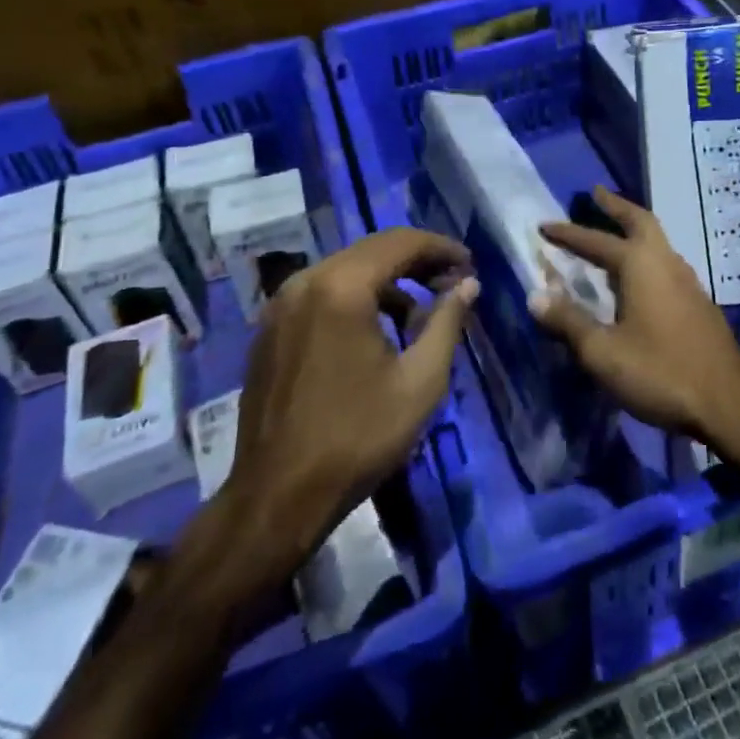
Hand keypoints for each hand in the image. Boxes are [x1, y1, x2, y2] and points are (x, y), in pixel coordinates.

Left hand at [229, 229, 477, 553]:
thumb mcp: (420, 381)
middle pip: (372, 251)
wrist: (278, 496)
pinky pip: (322, 294)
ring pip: (346, 271)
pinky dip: (356, 298)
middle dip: (417, 262)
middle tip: (452, 283)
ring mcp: (281, 305)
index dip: (441, 248)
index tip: (470, 265)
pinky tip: (376, 332)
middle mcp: (305, 282)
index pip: (401, 242)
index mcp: (342, 287)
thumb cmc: (358, 437)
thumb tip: (468, 284)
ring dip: (387, 282)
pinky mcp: (269, 329)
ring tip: (419, 316)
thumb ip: (447, 322)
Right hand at [532, 187, 739, 462]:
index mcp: (641, 266)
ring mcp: (688, 282)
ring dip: (634, 231)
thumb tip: (535, 295)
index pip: (596, 240)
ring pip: (658, 242)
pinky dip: (646, 257)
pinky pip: (666, 265)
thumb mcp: (603, 352)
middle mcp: (667, 263)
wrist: (728, 404)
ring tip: (613, 235)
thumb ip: (568, 321)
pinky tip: (638, 280)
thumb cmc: (660, 373)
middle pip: (641, 221)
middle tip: (596, 195)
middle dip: (616, 207)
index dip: (568, 233)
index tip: (544, 225)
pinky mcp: (699, 304)